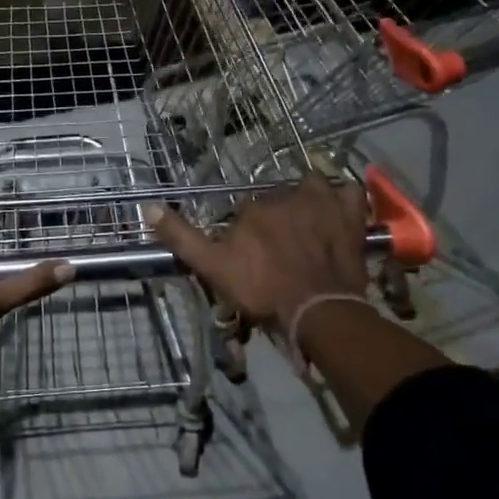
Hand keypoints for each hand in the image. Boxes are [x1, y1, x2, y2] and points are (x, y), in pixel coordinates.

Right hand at [146, 176, 368, 334]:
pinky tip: (339, 211)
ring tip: (309, 228)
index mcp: (253, 207)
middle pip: (277, 201)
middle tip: (280, 252)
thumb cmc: (262, 288)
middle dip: (277, 220)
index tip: (251, 258)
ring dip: (308, 202)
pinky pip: (349, 193)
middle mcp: (286, 195)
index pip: (245, 211)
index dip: (247, 234)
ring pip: (312, 189)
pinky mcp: (351, 215)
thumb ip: (181, 236)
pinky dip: (344, 199)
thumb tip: (147, 207)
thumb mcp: (211, 266)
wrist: (317, 309)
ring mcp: (322, 202)